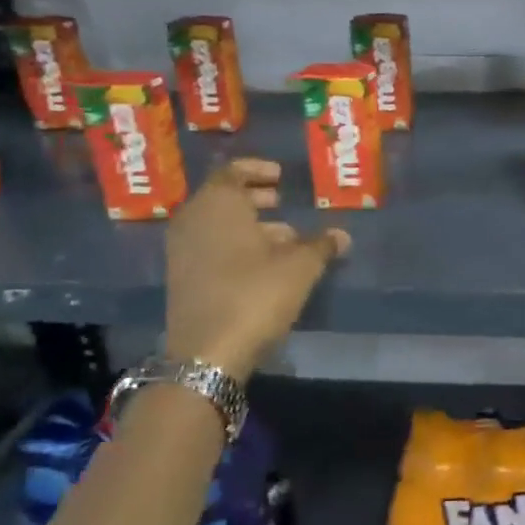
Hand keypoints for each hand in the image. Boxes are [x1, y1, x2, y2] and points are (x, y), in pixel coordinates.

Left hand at [164, 158, 348, 378]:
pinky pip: (210, 247)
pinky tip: (265, 265)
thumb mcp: (299, 267)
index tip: (280, 175)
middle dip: (254, 197)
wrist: (207, 354)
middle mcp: (193, 221)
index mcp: (218, 205)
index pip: (232, 171)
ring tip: (284, 237)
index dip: (257, 170)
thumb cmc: (255, 294)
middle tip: (281, 201)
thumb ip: (321, 245)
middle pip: (223, 197)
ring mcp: (183, 251)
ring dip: (249, 225)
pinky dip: (235, 245)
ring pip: (217, 225)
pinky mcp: (183, 279)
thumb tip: (342, 235)